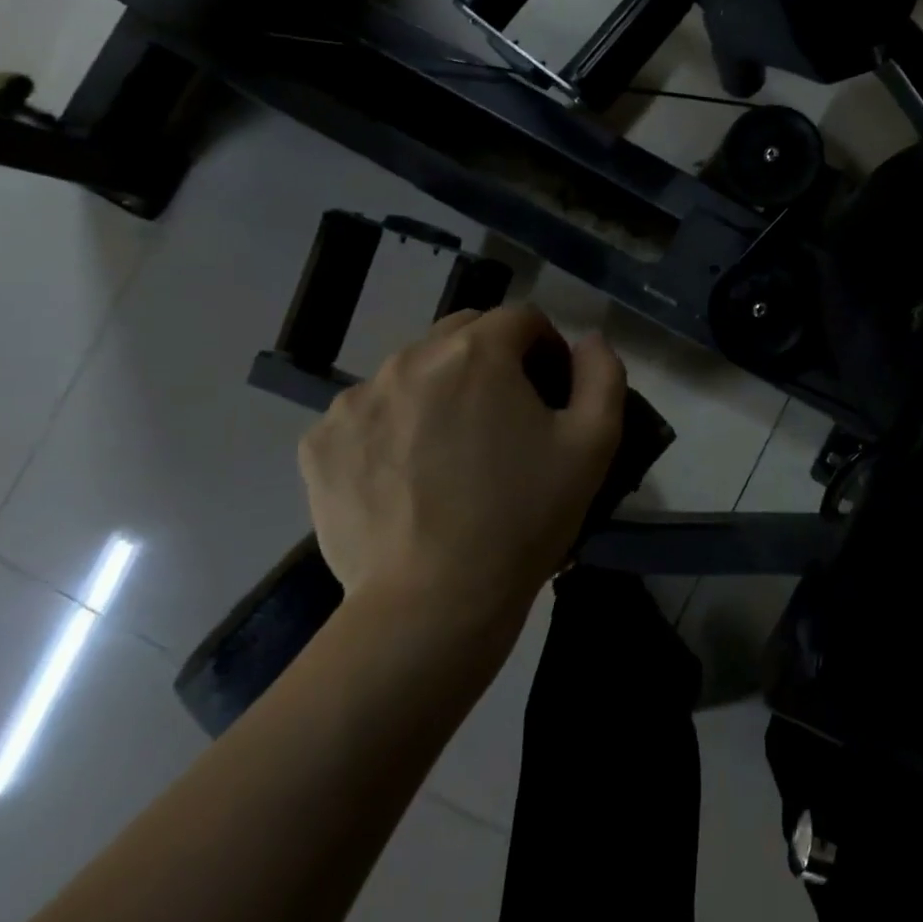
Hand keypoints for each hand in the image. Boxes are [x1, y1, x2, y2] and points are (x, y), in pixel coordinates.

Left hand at [297, 305, 626, 620]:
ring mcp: (355, 399)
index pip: (521, 318)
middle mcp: (409, 358)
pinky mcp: (320, 442)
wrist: (434, 603)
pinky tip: (408, 475)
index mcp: (476, 352)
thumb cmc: (524, 517)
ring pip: (413, 371)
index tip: (552, 394)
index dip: (547, 349)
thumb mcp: (594, 443)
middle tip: (506, 419)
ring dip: (440, 390)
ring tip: (453, 452)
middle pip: (463, 333)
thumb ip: (602, 374)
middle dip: (493, 360)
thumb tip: (588, 340)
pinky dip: (393, 426)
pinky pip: (369, 412)